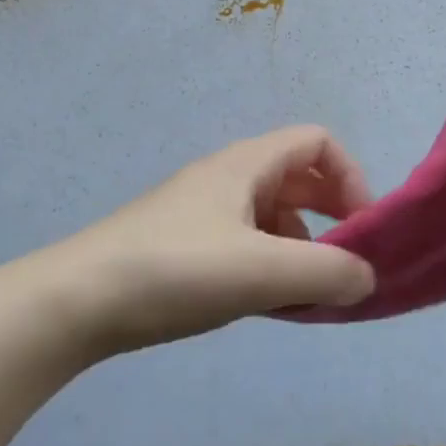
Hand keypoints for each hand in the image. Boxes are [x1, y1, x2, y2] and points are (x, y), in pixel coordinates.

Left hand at [45, 127, 376, 355]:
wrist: (76, 301)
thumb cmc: (175, 271)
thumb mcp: (260, 271)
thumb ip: (326, 273)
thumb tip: (368, 277)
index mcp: (246, 164)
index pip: (316, 142)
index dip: (350, 176)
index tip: (361, 228)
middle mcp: (227, 177)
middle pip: (297, 177)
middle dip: (330, 214)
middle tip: (344, 262)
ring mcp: (202, 210)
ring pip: (271, 214)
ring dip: (300, 246)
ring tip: (304, 293)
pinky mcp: (183, 244)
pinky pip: (245, 241)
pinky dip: (268, 264)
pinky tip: (263, 303)